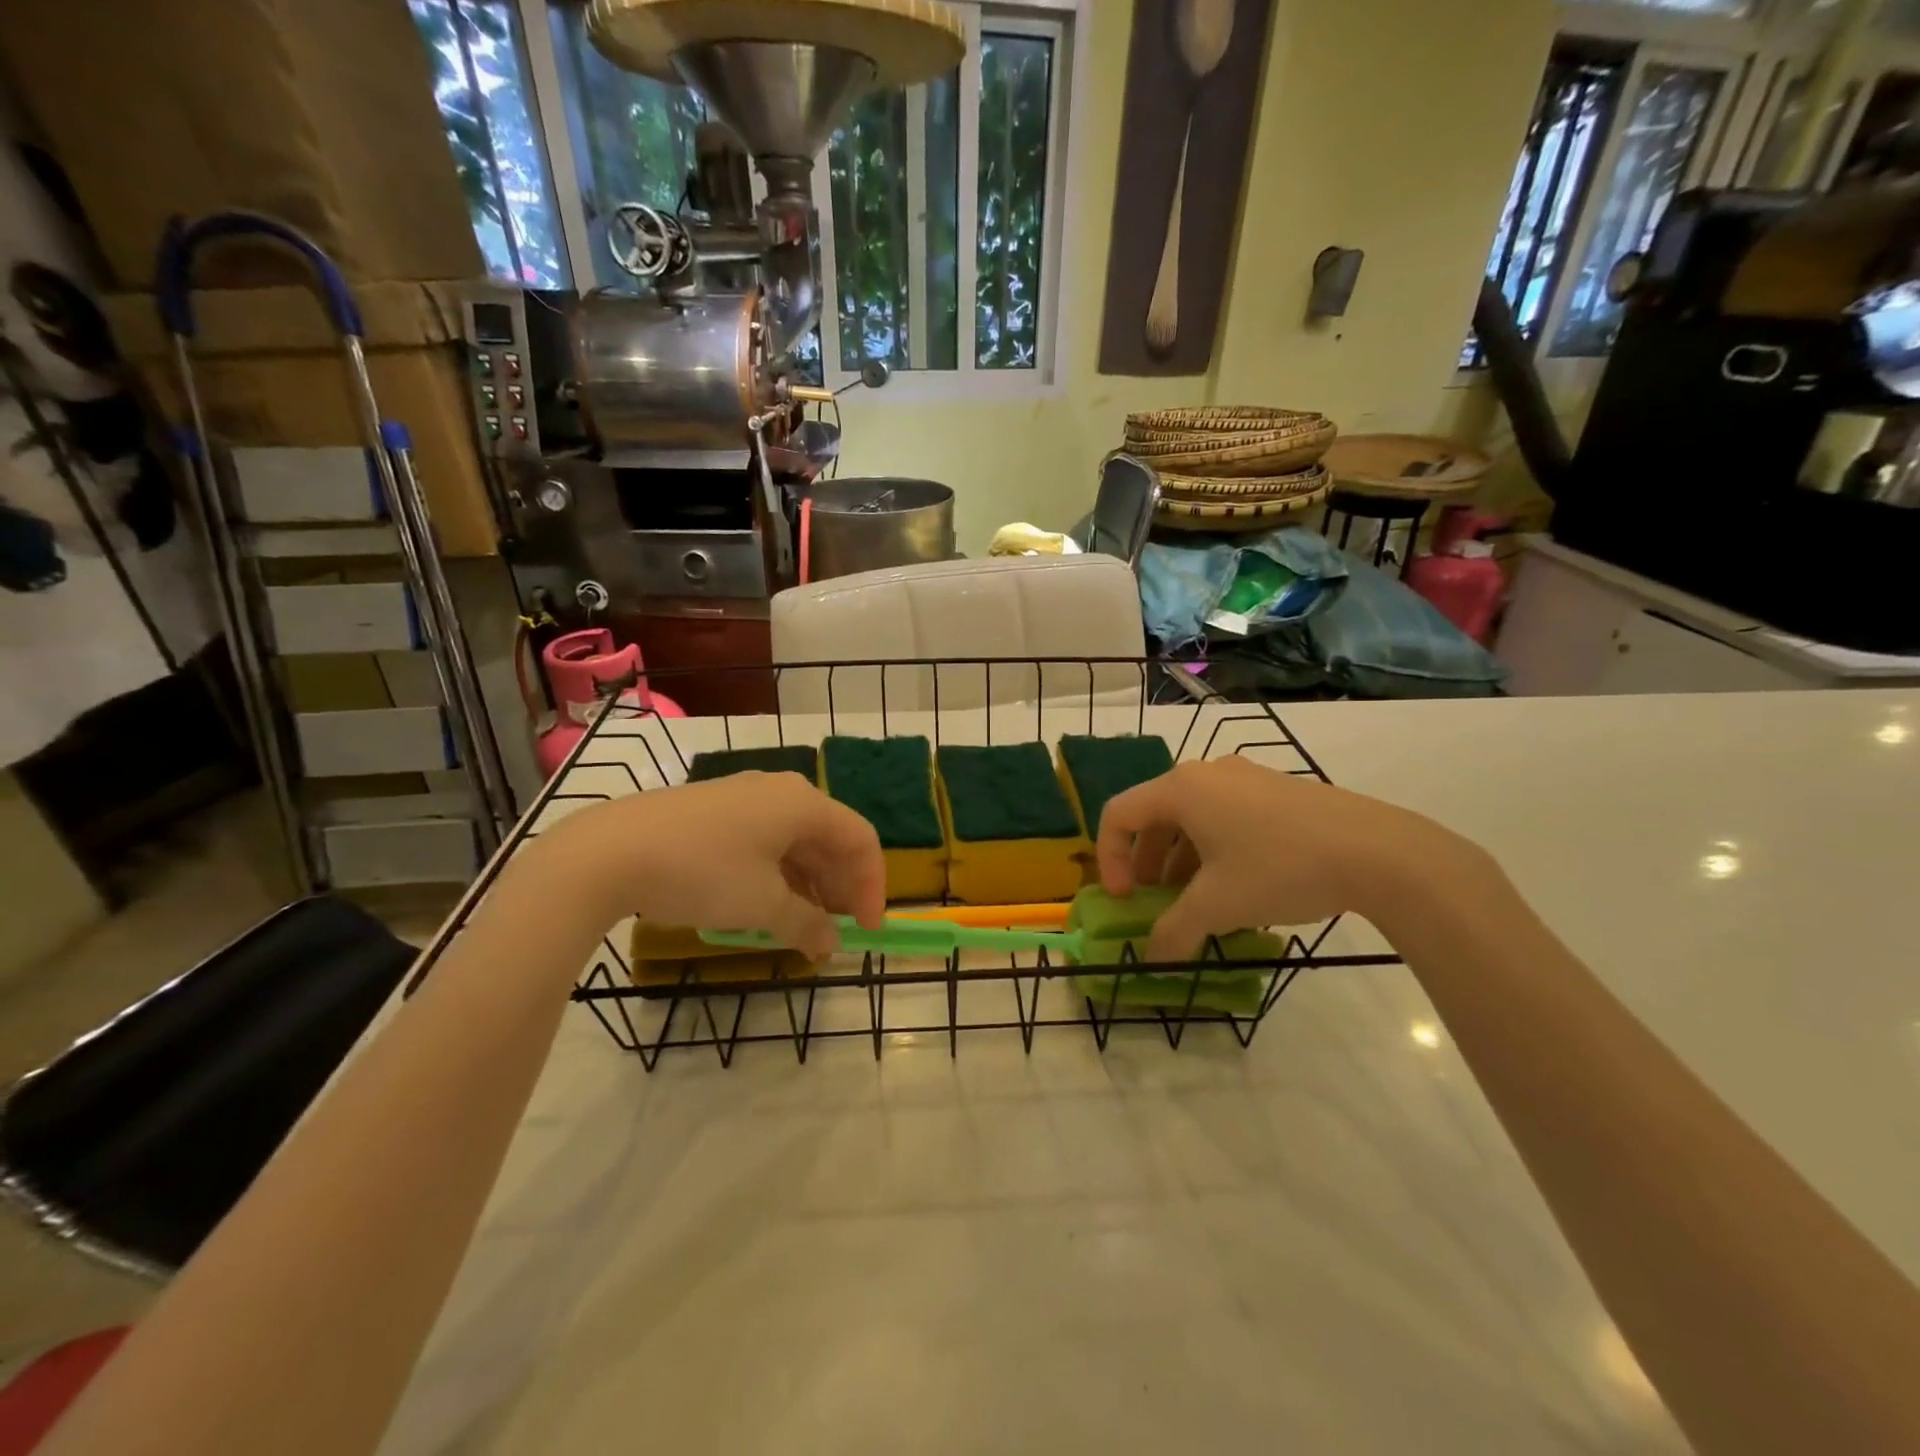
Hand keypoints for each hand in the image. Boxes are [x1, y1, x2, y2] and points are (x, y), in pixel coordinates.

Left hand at [542, 772, 885, 958]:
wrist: (608, 852)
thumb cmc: (702, 872)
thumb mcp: (761, 905)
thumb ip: (807, 924)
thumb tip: (831, 944)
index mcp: (803, 803)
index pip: (860, 839)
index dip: (873, 886)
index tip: (866, 931)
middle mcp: (780, 792)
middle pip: (830, 839)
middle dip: (841, 888)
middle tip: (837, 933)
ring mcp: (744, 799)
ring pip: (796, 842)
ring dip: (809, 886)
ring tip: (803, 928)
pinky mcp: (714, 813)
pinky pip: (764, 842)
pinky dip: (778, 875)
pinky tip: (766, 907)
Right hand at [1095, 757, 1483, 959]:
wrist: (1378, 852)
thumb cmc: (1280, 869)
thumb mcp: (1218, 906)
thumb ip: (1174, 931)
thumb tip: (1153, 957)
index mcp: (1181, 789)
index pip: (1119, 814)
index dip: (1109, 859)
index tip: (1124, 899)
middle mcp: (1206, 773)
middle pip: (1154, 815)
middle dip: (1146, 863)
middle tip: (1154, 902)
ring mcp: (1245, 777)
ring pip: (1191, 817)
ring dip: (1179, 859)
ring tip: (1195, 900)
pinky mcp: (1276, 789)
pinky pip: (1224, 814)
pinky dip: (1212, 848)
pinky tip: (1235, 884)